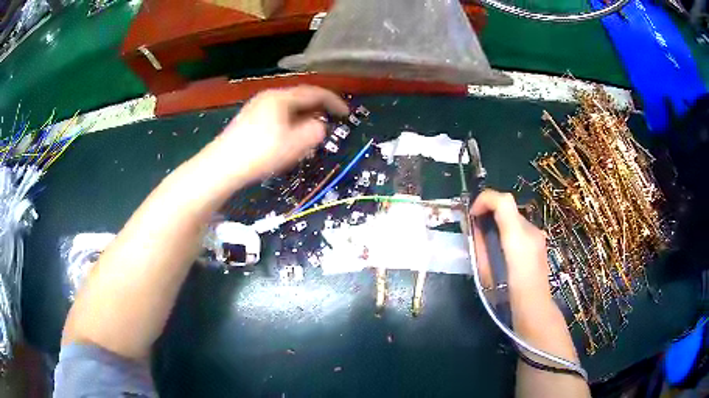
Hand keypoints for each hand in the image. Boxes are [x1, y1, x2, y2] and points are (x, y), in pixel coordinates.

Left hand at [208, 85, 348, 182]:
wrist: (221, 166)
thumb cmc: (261, 153)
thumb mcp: (295, 144)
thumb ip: (314, 132)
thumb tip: (319, 126)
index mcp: (281, 97)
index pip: (314, 93)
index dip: (333, 101)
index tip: (347, 113)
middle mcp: (268, 96)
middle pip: (299, 97)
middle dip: (318, 108)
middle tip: (331, 121)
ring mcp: (256, 107)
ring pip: (287, 107)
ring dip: (303, 116)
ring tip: (312, 131)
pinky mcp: (248, 119)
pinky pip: (277, 115)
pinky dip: (290, 122)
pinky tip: (289, 136)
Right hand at [471, 190, 551, 300]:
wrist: (534, 309)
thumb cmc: (507, 296)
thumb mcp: (486, 272)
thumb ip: (480, 246)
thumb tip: (473, 227)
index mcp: (517, 237)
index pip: (503, 200)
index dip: (484, 200)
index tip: (472, 214)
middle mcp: (531, 230)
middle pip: (508, 206)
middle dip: (489, 211)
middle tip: (476, 228)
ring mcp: (538, 235)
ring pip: (514, 217)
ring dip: (499, 221)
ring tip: (489, 241)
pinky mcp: (541, 242)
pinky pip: (521, 228)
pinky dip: (509, 230)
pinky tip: (504, 250)